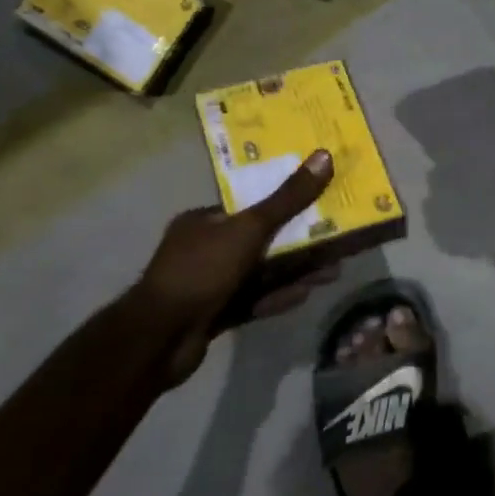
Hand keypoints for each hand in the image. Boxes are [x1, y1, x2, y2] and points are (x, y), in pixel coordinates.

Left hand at [136, 149, 337, 384]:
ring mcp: (209, 285)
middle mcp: (204, 249)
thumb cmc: (202, 271)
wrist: (159, 339)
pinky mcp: (215, 314)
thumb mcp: (249, 229)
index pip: (250, 207)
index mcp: (204, 222)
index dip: (286, 206)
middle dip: (299, 244)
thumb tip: (324, 156)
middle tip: (335, 244)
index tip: (319, 208)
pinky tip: (306, 296)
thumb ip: (288, 199)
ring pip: (261, 274)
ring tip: (333, 272)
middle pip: (261, 241)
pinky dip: (278, 297)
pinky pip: (254, 300)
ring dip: (295, 272)